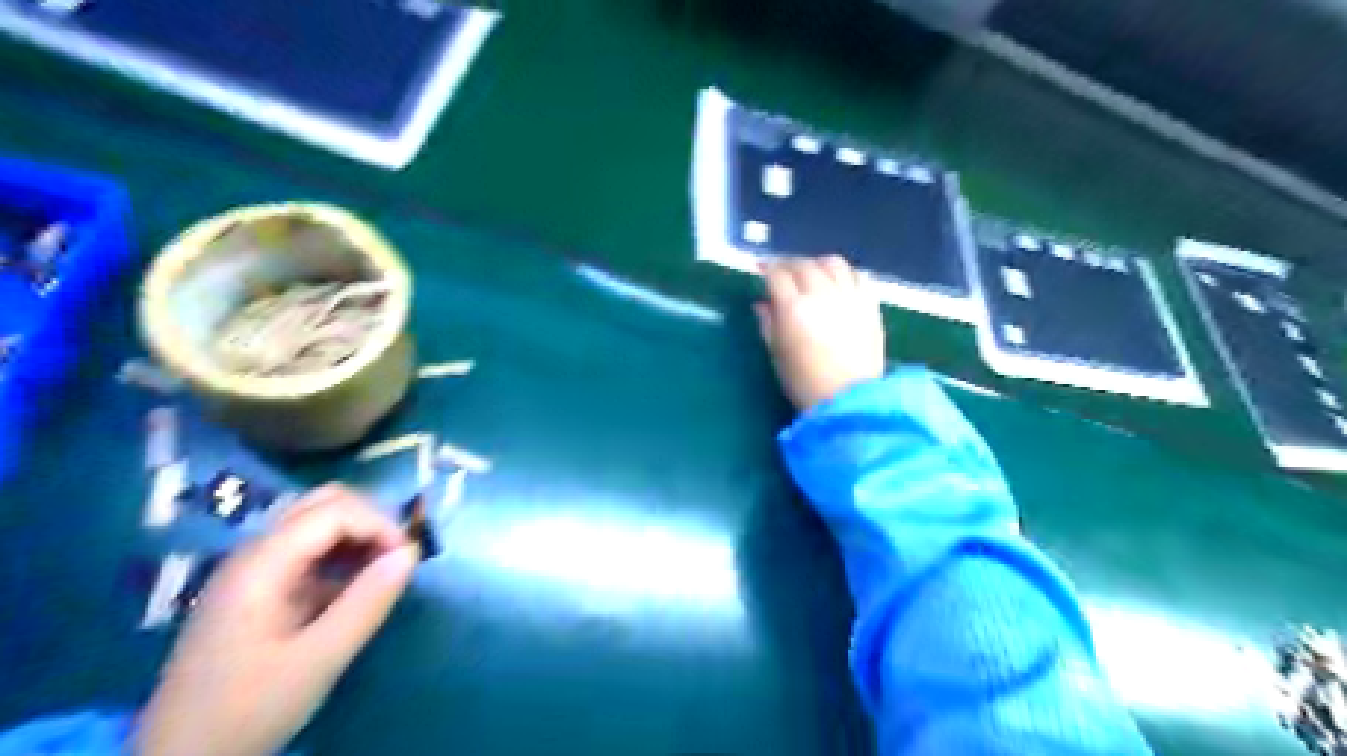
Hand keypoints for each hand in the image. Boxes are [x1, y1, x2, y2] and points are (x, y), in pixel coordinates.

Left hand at [137, 483, 418, 755]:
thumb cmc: (248, 709)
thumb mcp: (318, 660)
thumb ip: (367, 602)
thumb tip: (411, 553)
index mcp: (260, 565)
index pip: (333, 510)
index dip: (379, 524)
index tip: (407, 560)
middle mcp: (253, 554)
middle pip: (322, 503)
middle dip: (370, 521)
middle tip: (396, 559)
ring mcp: (252, 570)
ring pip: (316, 522)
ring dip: (357, 535)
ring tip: (382, 571)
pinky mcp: (258, 590)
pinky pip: (309, 550)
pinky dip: (342, 555)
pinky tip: (355, 587)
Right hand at [752, 256, 890, 412]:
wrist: (848, 400)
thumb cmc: (804, 383)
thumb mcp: (777, 354)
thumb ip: (768, 323)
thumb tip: (762, 303)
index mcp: (793, 309)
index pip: (777, 275)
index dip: (767, 269)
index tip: (761, 271)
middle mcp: (821, 294)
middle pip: (803, 265)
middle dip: (789, 264)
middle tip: (783, 272)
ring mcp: (849, 297)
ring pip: (832, 263)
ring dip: (817, 263)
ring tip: (812, 272)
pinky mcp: (870, 304)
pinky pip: (858, 275)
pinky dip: (845, 273)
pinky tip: (838, 281)